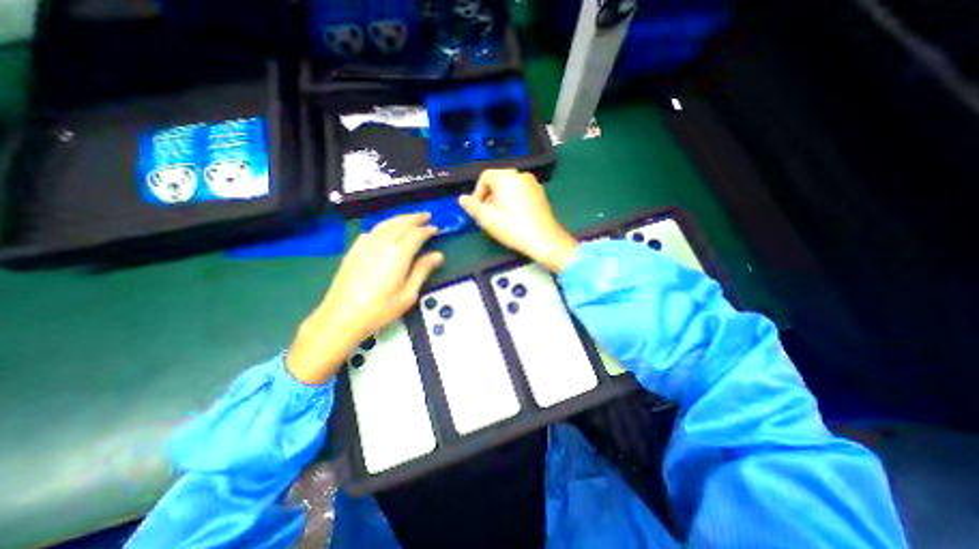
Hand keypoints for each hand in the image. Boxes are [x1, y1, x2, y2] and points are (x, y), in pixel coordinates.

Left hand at [288, 212, 443, 384]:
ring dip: (399, 219)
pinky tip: (385, 231)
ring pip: (385, 224)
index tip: (436, 229)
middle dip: (415, 218)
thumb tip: (437, 255)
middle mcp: (381, 244)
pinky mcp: (354, 250)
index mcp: (397, 255)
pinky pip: (372, 231)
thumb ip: (422, 271)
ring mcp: (365, 245)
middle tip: (426, 216)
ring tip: (410, 218)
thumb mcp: (408, 294)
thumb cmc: (379, 309)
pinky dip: (383, 226)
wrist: (341, 316)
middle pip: (400, 224)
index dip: (427, 230)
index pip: (416, 234)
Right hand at [465, 167, 574, 270]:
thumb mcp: (487, 218)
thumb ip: (472, 206)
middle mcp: (521, 175)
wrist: (544, 240)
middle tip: (487, 215)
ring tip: (499, 218)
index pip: (485, 176)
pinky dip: (513, 200)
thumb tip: (462, 198)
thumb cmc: (513, 227)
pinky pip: (521, 192)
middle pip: (498, 181)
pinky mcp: (541, 194)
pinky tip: (514, 217)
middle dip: (489, 196)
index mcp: (506, 177)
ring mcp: (533, 184)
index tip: (477, 209)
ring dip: (500, 199)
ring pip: (510, 187)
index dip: (477, 192)